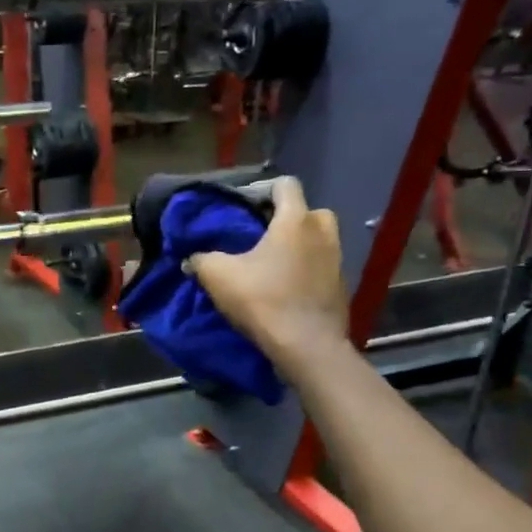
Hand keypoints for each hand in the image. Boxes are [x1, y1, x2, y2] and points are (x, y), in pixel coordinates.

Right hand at [188, 176, 348, 358]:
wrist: (307, 346)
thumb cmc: (264, 300)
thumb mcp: (219, 277)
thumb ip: (201, 260)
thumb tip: (190, 259)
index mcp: (296, 219)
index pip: (285, 185)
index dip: (262, 192)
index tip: (243, 210)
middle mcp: (323, 231)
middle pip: (304, 212)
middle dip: (283, 220)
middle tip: (259, 239)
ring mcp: (338, 259)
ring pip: (315, 240)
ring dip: (296, 247)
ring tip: (270, 266)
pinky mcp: (341, 286)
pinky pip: (320, 267)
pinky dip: (305, 271)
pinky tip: (285, 290)